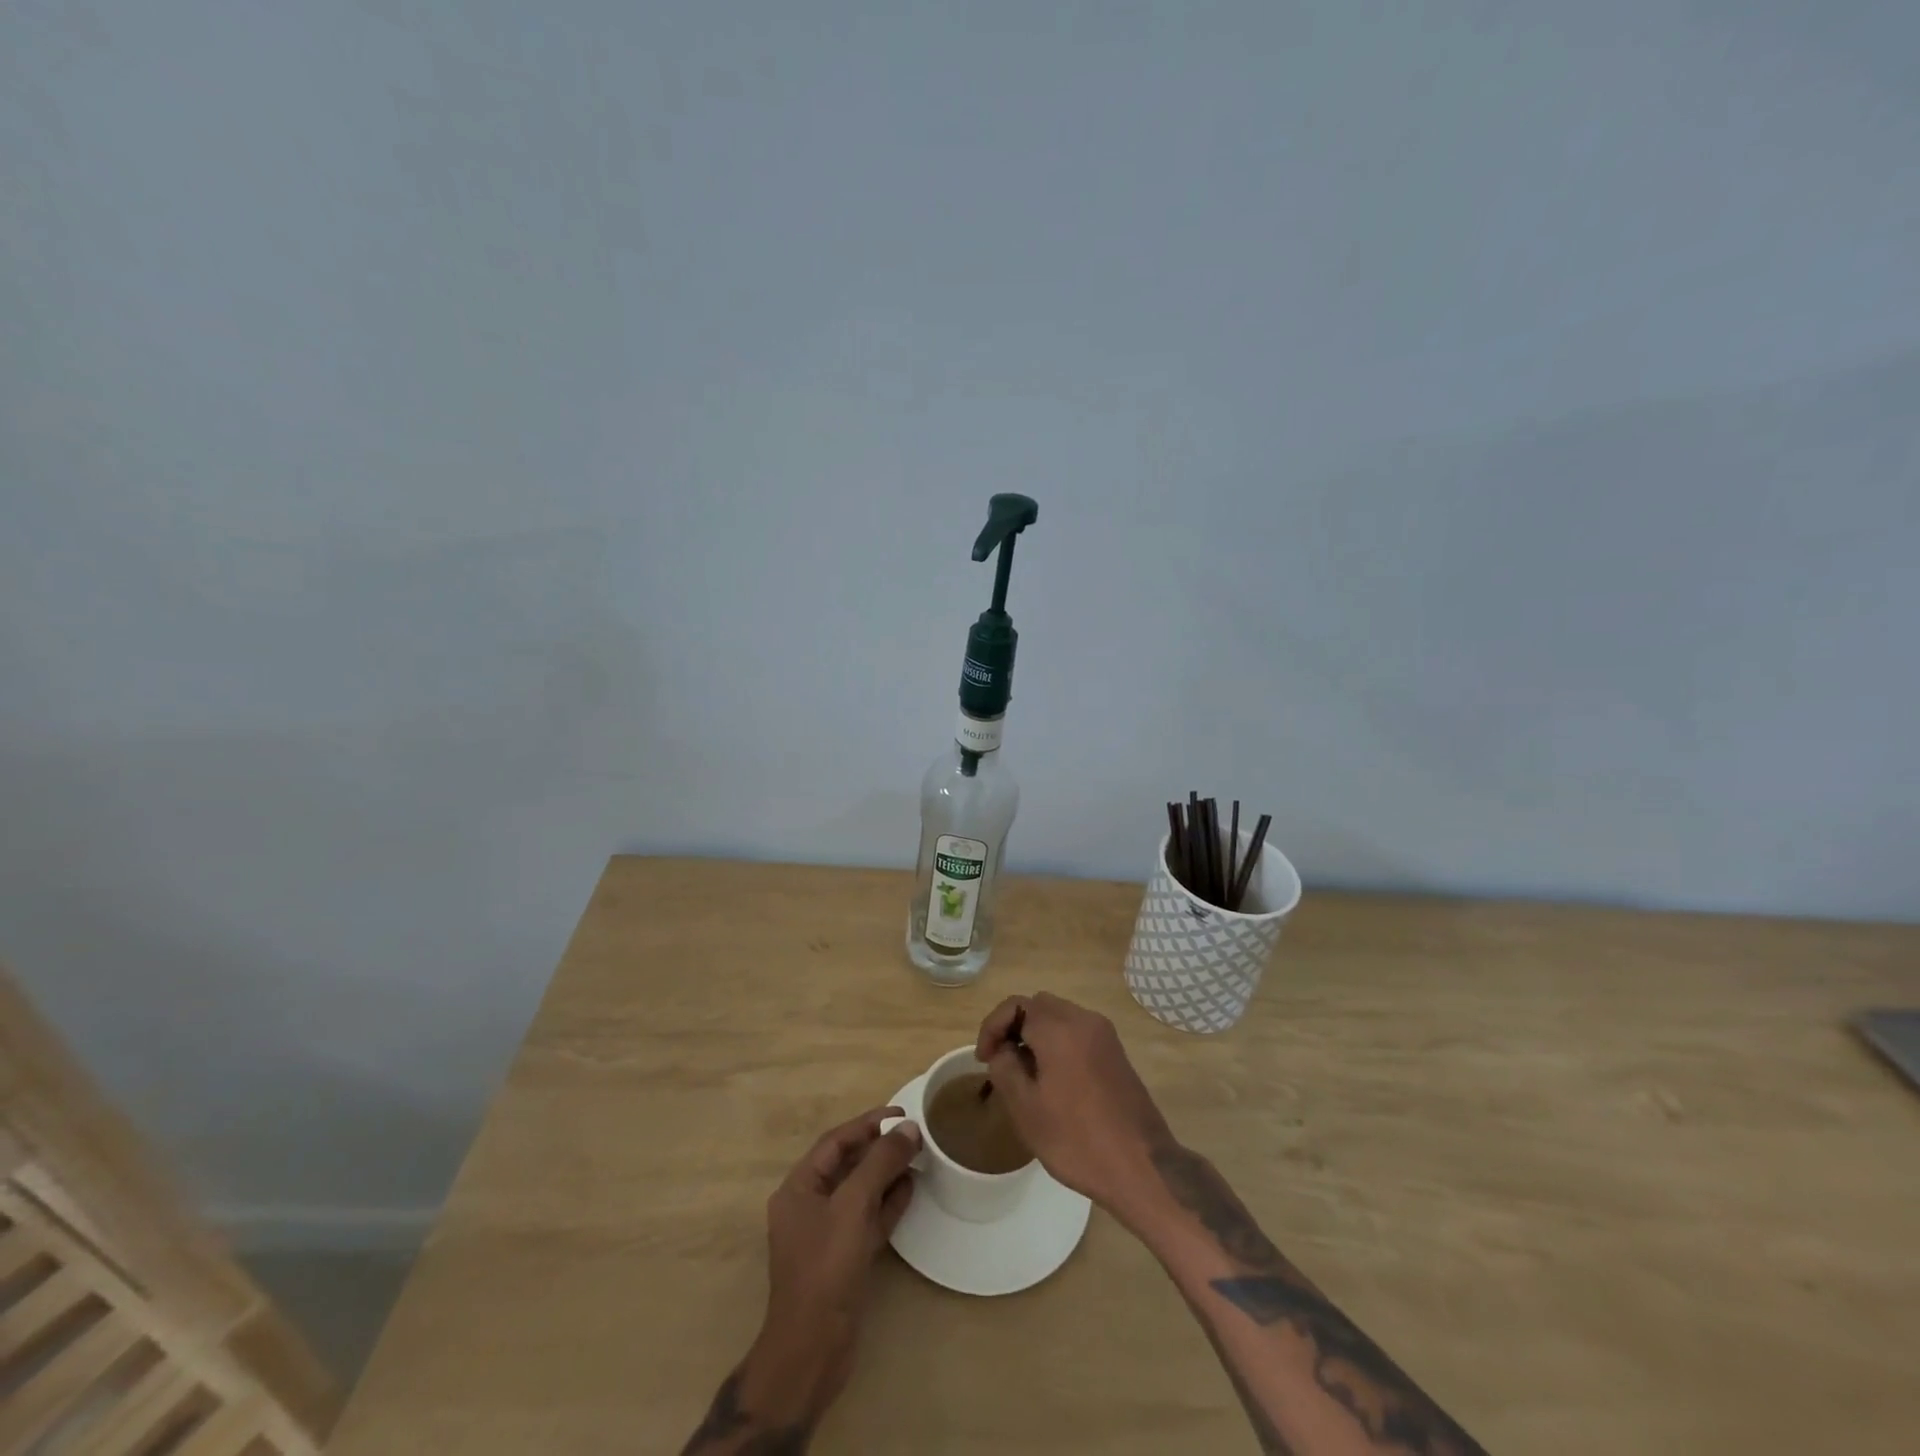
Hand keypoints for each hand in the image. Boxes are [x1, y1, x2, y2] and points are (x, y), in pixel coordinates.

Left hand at [746, 1107, 920, 1424]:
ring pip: (860, 1192)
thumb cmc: (825, 1269)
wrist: (812, 1352)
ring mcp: (826, 1235)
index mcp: (799, 1188)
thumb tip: (909, 1128)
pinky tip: (911, 1190)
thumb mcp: (853, 1207)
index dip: (867, 1124)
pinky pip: (867, 1219)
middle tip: (914, 1135)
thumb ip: (880, 1163)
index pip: (835, 1142)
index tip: (900, 1114)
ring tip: (918, 1158)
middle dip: (880, 1148)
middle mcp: (809, 1206)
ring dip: (887, 1174)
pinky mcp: (843, 1259)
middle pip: (848, 1165)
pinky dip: (887, 1203)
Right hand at [974, 993, 1171, 1223]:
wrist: (1143, 1168)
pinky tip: (1053, 1080)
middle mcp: (1084, 1020)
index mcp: (1060, 1028)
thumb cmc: (1077, 1139)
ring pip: (1060, 1018)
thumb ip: (1005, 1068)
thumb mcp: (1026, 1109)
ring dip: (1036, 1035)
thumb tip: (1003, 1050)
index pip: (1016, 1005)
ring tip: (1023, 1073)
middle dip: (1014, 1027)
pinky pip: (1078, 1033)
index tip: (984, 1059)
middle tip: (1000, 1062)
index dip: (993, 1027)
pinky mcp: (1116, 1053)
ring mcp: (1105, 1036)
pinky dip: (1058, 1043)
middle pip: (1039, 1005)